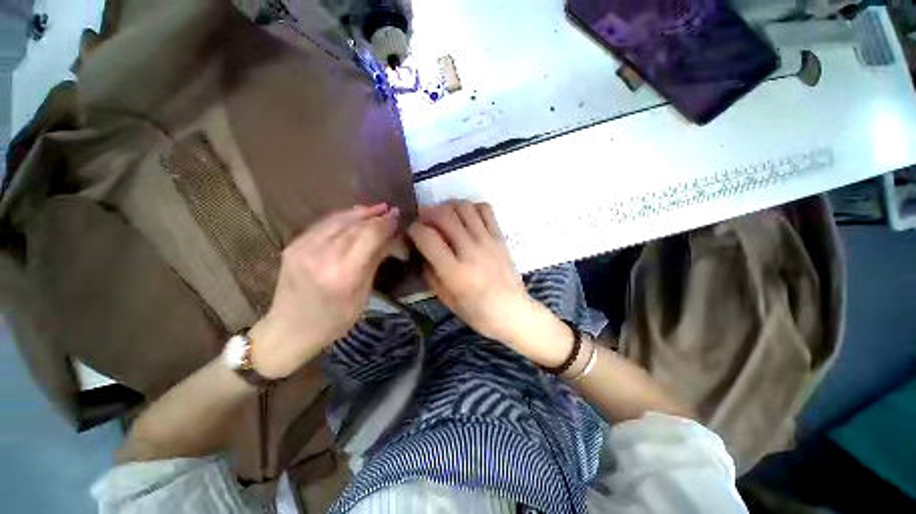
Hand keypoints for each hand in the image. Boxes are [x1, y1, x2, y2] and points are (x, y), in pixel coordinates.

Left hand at [250, 204, 399, 378]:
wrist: (290, 329)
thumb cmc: (334, 320)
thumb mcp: (363, 295)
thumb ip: (374, 262)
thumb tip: (389, 238)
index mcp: (343, 273)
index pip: (368, 236)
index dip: (385, 223)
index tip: (397, 216)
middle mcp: (321, 255)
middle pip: (354, 225)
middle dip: (375, 216)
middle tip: (391, 211)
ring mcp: (303, 247)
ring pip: (338, 220)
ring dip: (360, 212)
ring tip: (376, 208)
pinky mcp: (294, 245)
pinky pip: (323, 224)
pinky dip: (342, 217)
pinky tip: (354, 216)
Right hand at [408, 201, 571, 365]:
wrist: (512, 311)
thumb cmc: (477, 312)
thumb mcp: (446, 299)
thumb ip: (430, 273)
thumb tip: (422, 251)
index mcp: (454, 272)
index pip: (427, 237)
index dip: (414, 229)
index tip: (412, 232)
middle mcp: (470, 251)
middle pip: (444, 215)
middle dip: (428, 212)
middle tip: (425, 221)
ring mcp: (487, 241)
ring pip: (464, 207)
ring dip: (448, 206)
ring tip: (444, 217)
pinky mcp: (500, 237)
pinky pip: (485, 209)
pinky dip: (471, 207)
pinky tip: (466, 218)